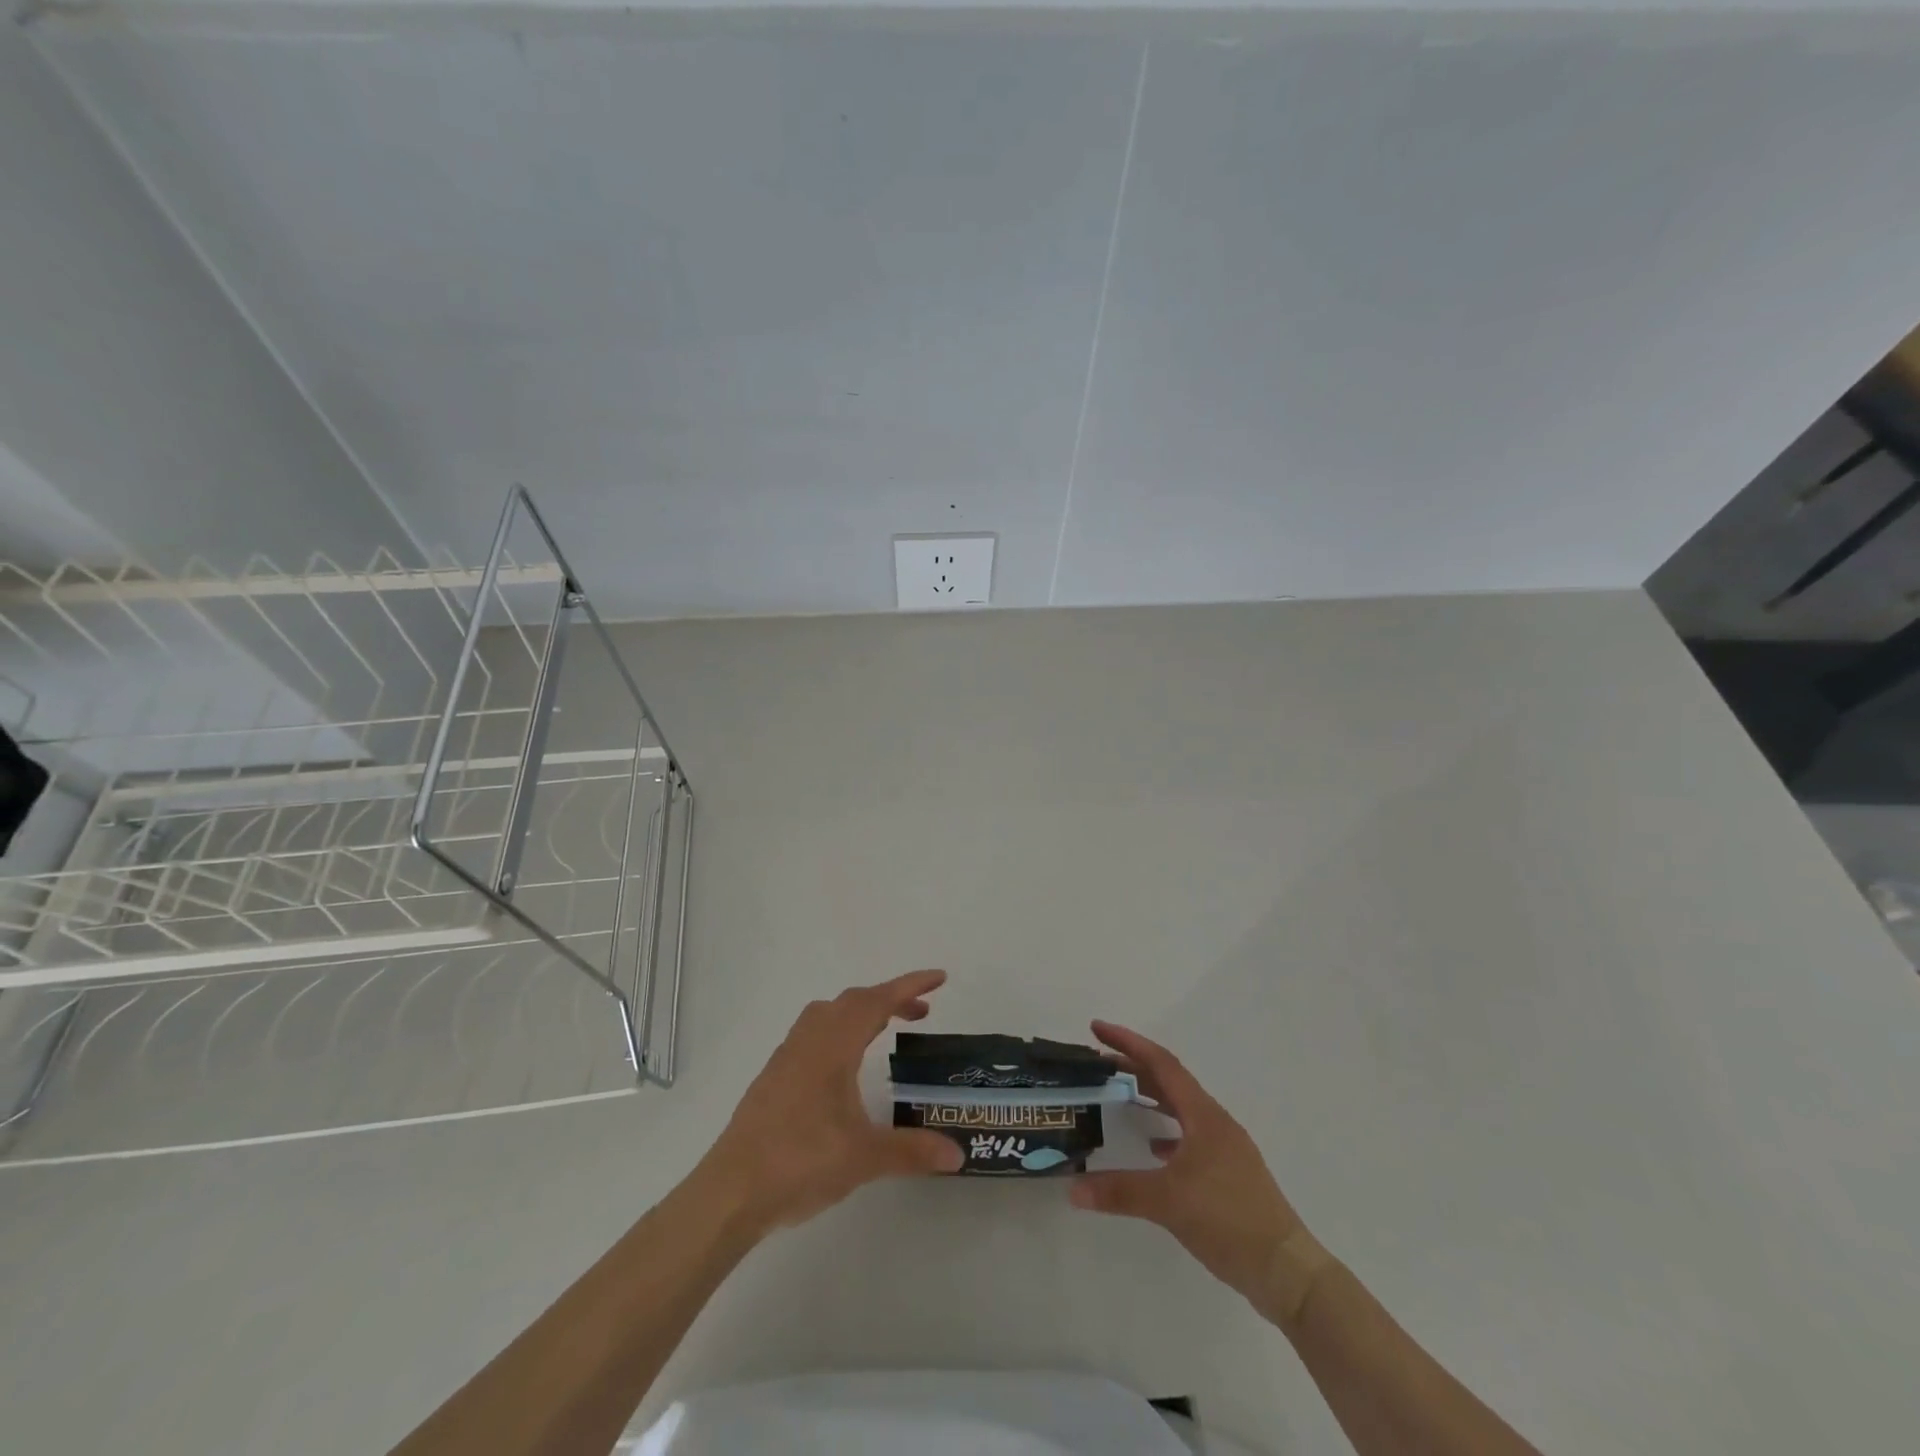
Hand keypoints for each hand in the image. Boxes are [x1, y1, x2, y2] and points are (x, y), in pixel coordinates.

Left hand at [697, 969, 963, 1237]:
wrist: (731, 1191)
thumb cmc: (799, 1162)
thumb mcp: (864, 1158)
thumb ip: (912, 1150)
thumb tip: (957, 1153)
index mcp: (833, 1046)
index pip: (877, 1001)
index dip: (910, 985)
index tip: (939, 978)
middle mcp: (809, 1041)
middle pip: (853, 1001)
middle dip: (890, 999)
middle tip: (921, 1013)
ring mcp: (787, 1057)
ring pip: (828, 1014)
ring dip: (861, 1012)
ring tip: (883, 1030)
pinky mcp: (774, 1077)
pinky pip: (813, 1033)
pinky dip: (839, 1031)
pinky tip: (844, 1066)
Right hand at [1070, 1020, 1332, 1326]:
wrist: (1286, 1270)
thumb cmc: (1229, 1220)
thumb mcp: (1169, 1202)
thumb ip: (1120, 1191)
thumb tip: (1073, 1188)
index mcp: (1204, 1115)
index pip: (1161, 1064)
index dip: (1128, 1043)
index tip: (1098, 1029)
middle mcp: (1215, 1122)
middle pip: (1170, 1081)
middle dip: (1134, 1068)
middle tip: (1098, 1063)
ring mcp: (1224, 1148)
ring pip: (1180, 1109)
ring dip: (1150, 1096)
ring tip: (1120, 1096)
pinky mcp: (1228, 1174)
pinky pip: (1189, 1136)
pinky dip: (1166, 1132)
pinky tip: (1152, 1150)